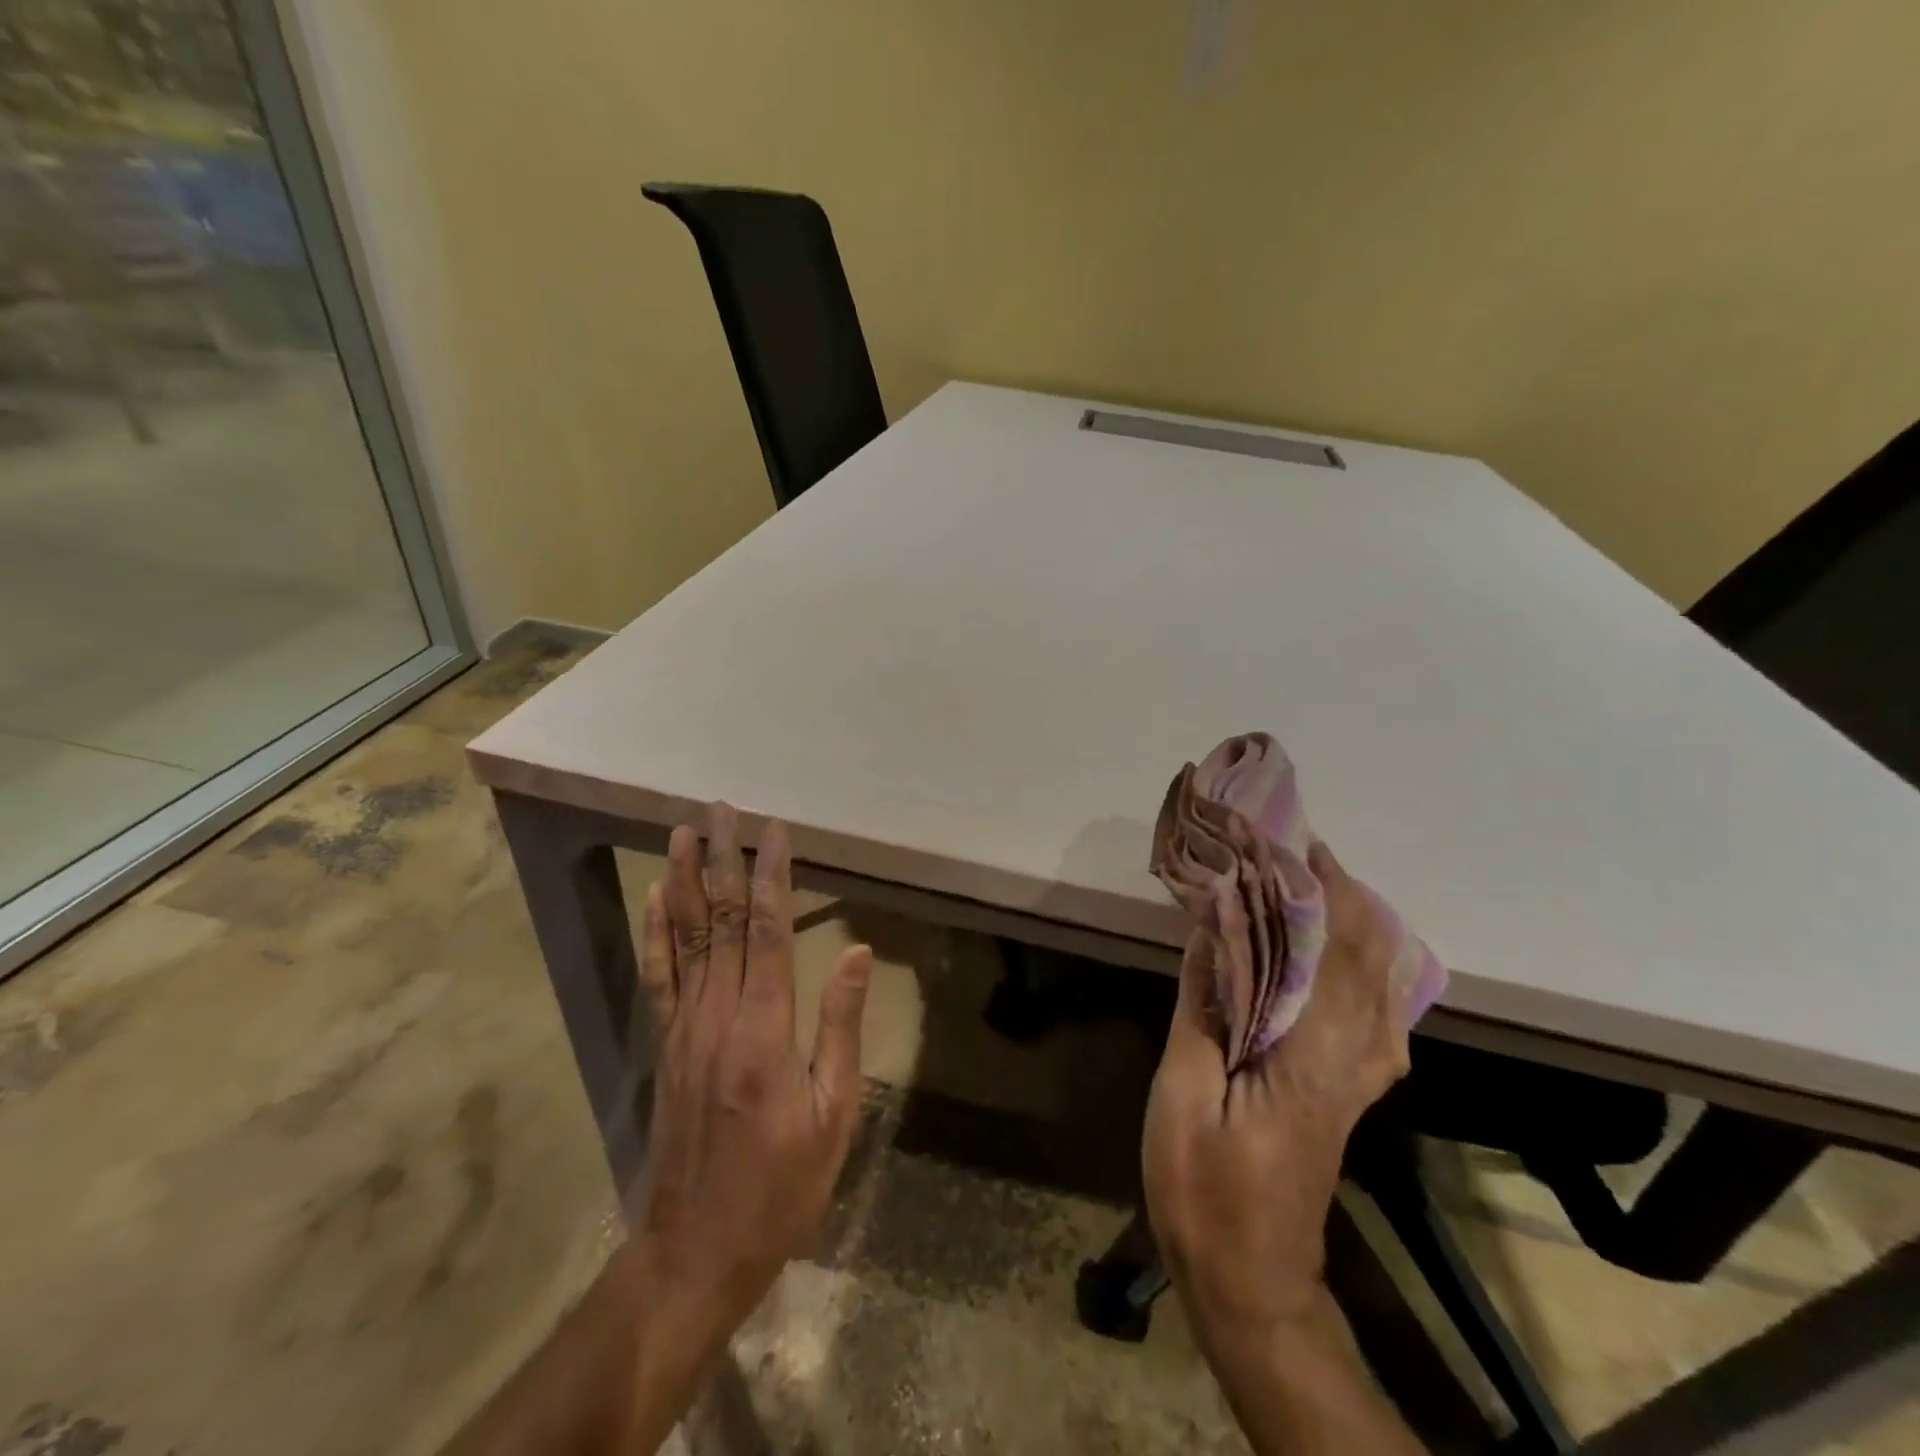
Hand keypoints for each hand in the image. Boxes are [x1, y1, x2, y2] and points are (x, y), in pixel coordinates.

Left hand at [628, 803, 873, 1336]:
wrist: (696, 1250)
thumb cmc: (781, 1186)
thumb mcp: (833, 1114)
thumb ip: (842, 1027)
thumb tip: (857, 951)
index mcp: (765, 1029)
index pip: (770, 931)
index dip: (772, 875)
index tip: (773, 830)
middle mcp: (718, 1015)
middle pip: (723, 921)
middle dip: (724, 859)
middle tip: (721, 809)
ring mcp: (685, 1027)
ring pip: (686, 937)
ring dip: (685, 879)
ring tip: (682, 832)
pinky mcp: (667, 1044)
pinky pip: (659, 975)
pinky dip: (656, 931)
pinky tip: (657, 897)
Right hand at [1142, 842, 1409, 1342]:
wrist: (1250, 1280)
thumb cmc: (1204, 1188)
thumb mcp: (1182, 1095)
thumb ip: (1201, 1009)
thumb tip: (1209, 932)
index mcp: (1309, 1059)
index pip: (1334, 959)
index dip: (1324, 898)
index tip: (1300, 849)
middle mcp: (1351, 1064)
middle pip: (1370, 967)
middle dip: (1347, 901)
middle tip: (1306, 856)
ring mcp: (1359, 1083)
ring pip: (1385, 991)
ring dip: (1363, 931)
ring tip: (1324, 889)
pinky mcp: (1351, 1096)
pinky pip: (1380, 1018)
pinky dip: (1372, 972)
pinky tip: (1352, 959)